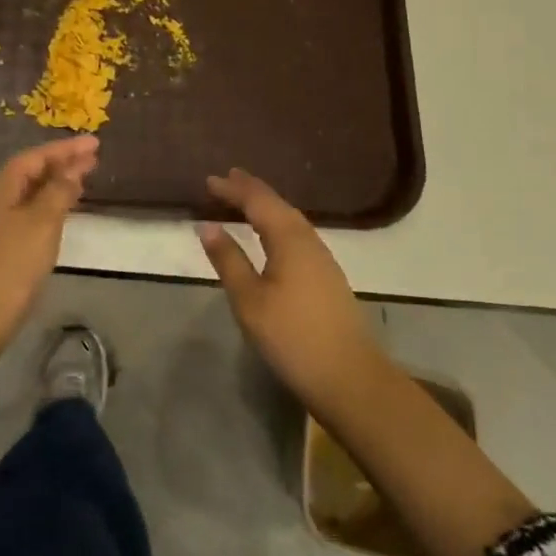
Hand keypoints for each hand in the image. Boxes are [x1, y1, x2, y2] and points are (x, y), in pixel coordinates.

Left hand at [0, 136, 98, 369]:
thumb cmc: (10, 269)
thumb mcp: (41, 225)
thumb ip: (58, 193)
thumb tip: (71, 169)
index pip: (33, 157)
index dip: (64, 149)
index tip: (94, 144)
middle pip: (27, 174)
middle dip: (60, 164)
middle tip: (93, 160)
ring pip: (25, 195)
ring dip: (53, 186)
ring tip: (81, 182)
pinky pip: (22, 214)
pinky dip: (44, 207)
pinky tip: (58, 216)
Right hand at [198, 168, 384, 417]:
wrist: (349, 376)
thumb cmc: (292, 336)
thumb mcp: (249, 300)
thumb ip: (228, 260)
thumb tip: (207, 225)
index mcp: (289, 238)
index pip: (258, 201)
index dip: (233, 189)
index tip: (210, 180)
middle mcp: (308, 239)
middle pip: (277, 205)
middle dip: (251, 191)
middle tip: (228, 179)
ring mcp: (322, 258)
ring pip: (290, 219)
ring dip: (266, 207)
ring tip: (246, 202)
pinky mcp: (328, 276)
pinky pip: (297, 235)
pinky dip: (277, 225)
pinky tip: (273, 236)